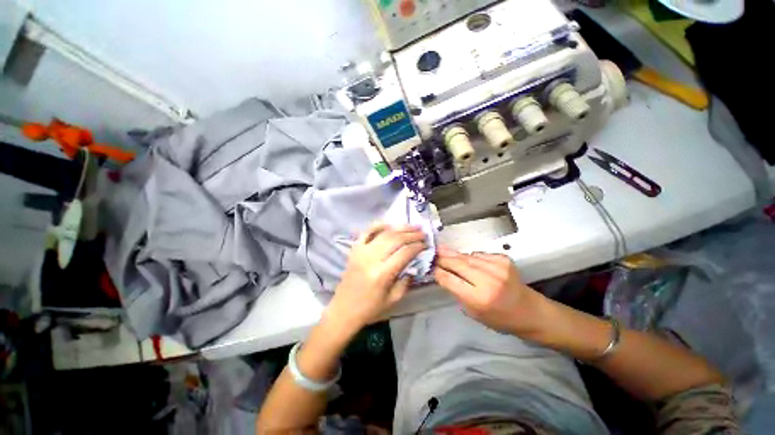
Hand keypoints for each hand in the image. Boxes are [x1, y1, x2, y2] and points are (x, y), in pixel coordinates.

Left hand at [326, 223, 426, 333]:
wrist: (344, 309)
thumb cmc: (370, 308)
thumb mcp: (394, 299)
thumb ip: (407, 280)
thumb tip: (415, 263)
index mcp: (382, 274)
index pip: (404, 252)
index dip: (417, 246)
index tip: (426, 244)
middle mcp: (371, 259)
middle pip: (395, 239)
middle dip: (411, 234)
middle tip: (423, 233)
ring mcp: (361, 251)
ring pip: (384, 233)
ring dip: (400, 228)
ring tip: (412, 227)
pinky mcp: (355, 249)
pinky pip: (367, 232)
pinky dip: (379, 225)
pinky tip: (390, 224)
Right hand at [433, 246, 546, 335]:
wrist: (530, 311)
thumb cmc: (500, 318)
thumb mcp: (473, 312)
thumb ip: (457, 292)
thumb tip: (442, 273)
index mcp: (479, 298)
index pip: (450, 279)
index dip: (438, 271)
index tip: (429, 266)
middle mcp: (488, 279)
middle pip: (457, 263)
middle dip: (443, 258)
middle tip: (432, 253)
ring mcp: (497, 266)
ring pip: (467, 256)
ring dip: (454, 255)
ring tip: (443, 251)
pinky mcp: (504, 259)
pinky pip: (479, 254)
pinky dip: (470, 257)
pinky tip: (468, 260)